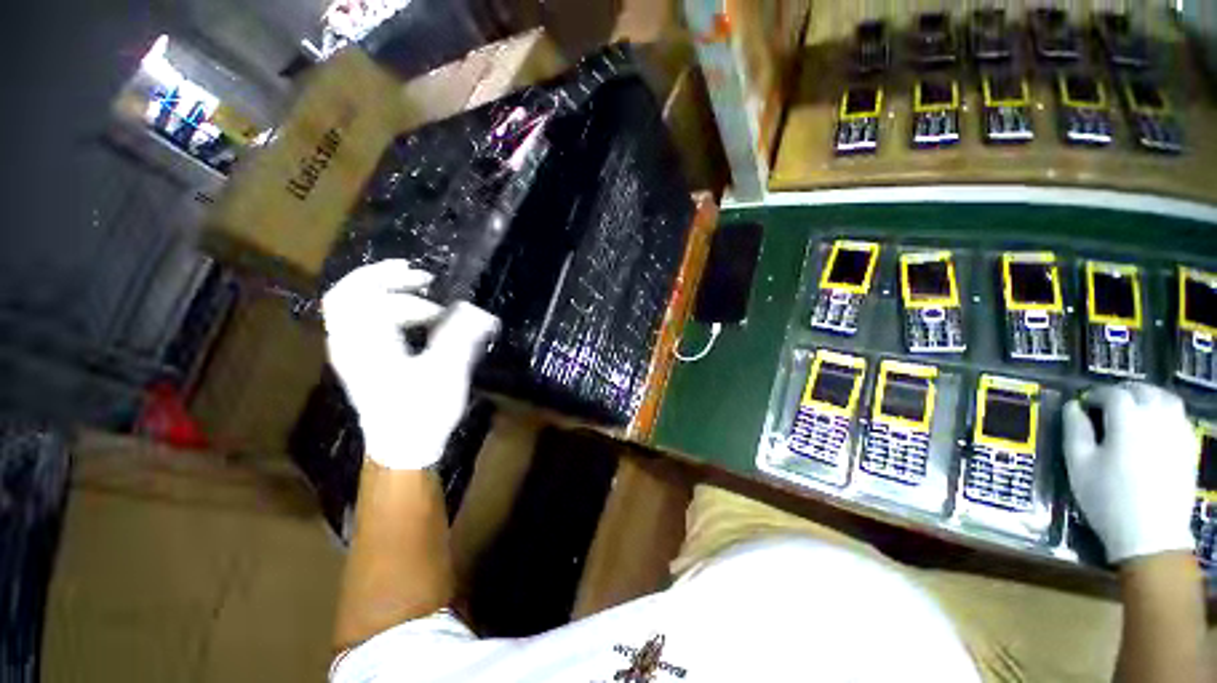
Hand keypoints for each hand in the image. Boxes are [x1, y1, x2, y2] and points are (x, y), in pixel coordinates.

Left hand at [322, 260, 498, 469]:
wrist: (403, 447)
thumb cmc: (422, 411)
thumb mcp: (446, 371)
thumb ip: (460, 336)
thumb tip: (477, 310)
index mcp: (364, 343)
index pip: (361, 294)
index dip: (394, 280)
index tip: (428, 280)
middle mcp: (349, 343)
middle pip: (348, 294)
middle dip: (383, 279)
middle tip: (419, 276)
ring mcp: (351, 353)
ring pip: (355, 308)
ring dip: (387, 295)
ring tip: (424, 297)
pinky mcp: (362, 362)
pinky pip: (363, 323)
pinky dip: (386, 311)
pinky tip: (415, 319)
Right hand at [1063, 383, 1198, 563]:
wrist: (1151, 534)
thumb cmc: (1108, 498)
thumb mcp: (1079, 465)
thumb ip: (1075, 431)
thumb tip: (1073, 407)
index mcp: (1128, 419)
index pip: (1112, 393)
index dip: (1095, 395)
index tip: (1083, 405)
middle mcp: (1156, 417)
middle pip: (1142, 391)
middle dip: (1122, 392)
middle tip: (1106, 405)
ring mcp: (1178, 431)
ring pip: (1165, 399)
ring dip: (1147, 398)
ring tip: (1132, 410)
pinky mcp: (1188, 446)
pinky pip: (1178, 417)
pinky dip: (1164, 412)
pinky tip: (1154, 427)